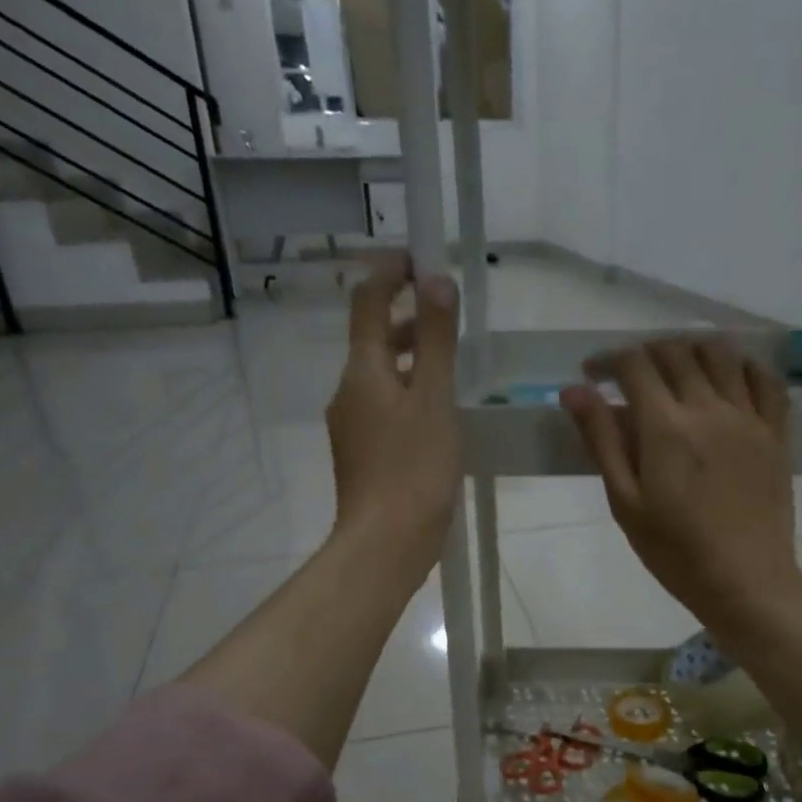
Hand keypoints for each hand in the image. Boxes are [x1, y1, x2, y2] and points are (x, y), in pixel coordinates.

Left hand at [326, 256, 460, 583]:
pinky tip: (439, 412)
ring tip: (451, 360)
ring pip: (381, 376)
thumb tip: (435, 280)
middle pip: (374, 339)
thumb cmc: (413, 470)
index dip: (390, 273)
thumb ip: (436, 341)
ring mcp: (353, 426)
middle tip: (448, 310)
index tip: (420, 258)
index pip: (367, 302)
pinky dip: (410, 394)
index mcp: (363, 371)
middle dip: (407, 317)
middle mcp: (349, 391)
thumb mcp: (434, 401)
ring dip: (411, 358)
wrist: (386, 543)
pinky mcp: (365, 454)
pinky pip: (386, 407)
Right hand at [559, 337, 801, 630]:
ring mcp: (749, 417)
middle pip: (676, 351)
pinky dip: (743, 366)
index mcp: (666, 427)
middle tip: (630, 376)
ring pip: (722, 354)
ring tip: (676, 369)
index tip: (593, 374)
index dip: (608, 361)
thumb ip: (602, 441)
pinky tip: (729, 377)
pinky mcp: (777, 433)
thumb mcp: (626, 502)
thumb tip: (574, 391)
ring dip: (691, 349)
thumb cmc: (676, 552)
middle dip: (645, 354)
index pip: (634, 365)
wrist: (746, 582)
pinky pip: (765, 380)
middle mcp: (710, 408)